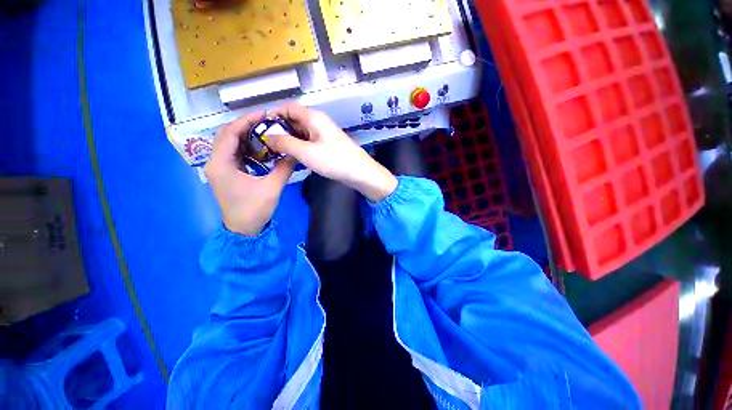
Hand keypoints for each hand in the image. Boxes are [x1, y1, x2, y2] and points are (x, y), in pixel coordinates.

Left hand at [205, 112, 294, 235]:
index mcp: (221, 164)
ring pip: (229, 143)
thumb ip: (283, 168)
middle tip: (265, 121)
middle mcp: (215, 162)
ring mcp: (219, 168)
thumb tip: (294, 153)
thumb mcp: (272, 188)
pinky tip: (259, 146)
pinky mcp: (226, 173)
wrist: (243, 229)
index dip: (246, 120)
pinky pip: (233, 153)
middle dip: (245, 125)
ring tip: (264, 130)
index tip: (263, 114)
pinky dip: (245, 146)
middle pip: (226, 135)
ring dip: (245, 134)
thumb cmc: (254, 209)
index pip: (230, 133)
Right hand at [266, 103, 397, 200]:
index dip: (273, 114)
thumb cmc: (334, 160)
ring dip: (289, 140)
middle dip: (280, 129)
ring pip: (301, 133)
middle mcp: (319, 122)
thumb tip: (267, 137)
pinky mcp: (328, 146)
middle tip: (266, 144)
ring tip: (276, 152)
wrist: (360, 173)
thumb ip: (285, 143)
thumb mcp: (306, 152)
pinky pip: (309, 142)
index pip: (288, 108)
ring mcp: (324, 135)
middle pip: (294, 120)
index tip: (260, 128)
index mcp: (313, 117)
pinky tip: (293, 157)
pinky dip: (300, 147)